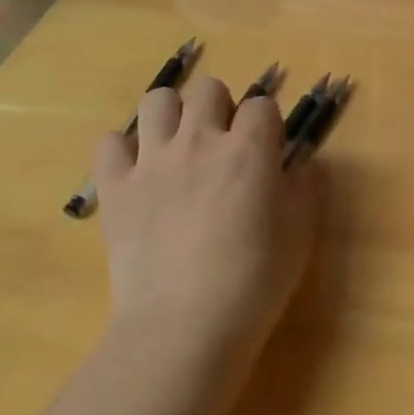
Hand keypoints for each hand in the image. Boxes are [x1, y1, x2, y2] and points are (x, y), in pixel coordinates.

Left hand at [94, 75, 316, 382]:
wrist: (184, 326)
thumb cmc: (254, 282)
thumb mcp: (300, 234)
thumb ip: (305, 188)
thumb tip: (301, 165)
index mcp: (249, 150)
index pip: (262, 105)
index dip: (268, 125)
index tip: (268, 151)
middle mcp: (200, 140)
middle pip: (209, 89)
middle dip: (221, 108)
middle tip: (224, 145)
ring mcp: (152, 161)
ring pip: (157, 100)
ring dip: (173, 116)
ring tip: (179, 147)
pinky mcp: (115, 187)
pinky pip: (108, 143)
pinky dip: (122, 151)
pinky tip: (137, 173)